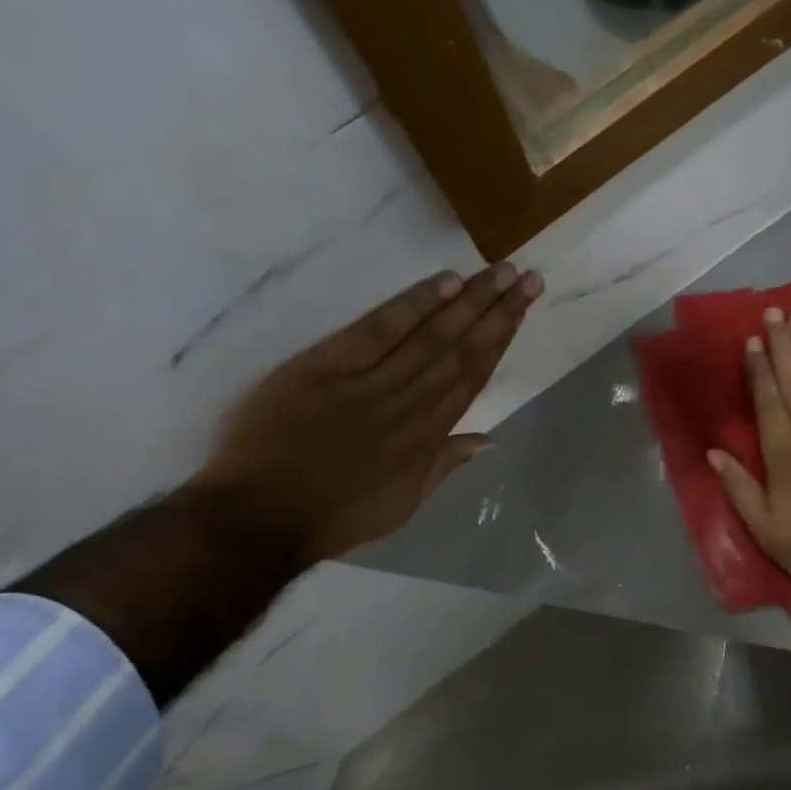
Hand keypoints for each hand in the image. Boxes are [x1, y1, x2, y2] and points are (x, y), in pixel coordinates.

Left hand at [194, 263, 543, 560]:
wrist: (262, 517)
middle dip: (498, 312)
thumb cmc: (333, 515)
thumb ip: (445, 464)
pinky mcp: (329, 367)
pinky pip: (380, 330)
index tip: (523, 308)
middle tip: (528, 277)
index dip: (501, 339)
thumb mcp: (403, 503)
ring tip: (501, 272)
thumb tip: (489, 438)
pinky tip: (446, 282)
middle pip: (462, 350)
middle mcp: (411, 404)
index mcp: (427, 437)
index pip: (473, 377)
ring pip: (432, 336)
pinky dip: (414, 305)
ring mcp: (371, 383)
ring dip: (470, 302)